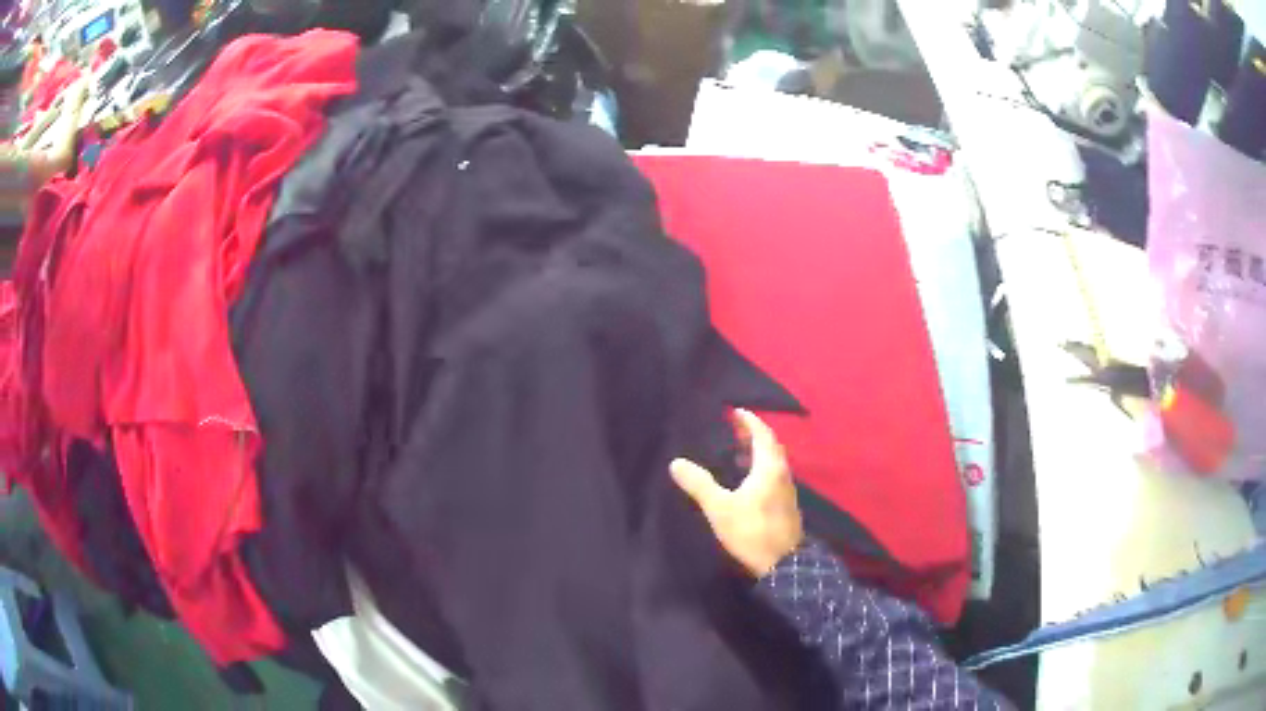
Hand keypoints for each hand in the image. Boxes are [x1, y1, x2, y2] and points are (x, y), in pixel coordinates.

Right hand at [670, 410, 803, 576]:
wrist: (783, 565)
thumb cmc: (752, 531)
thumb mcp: (720, 508)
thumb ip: (699, 484)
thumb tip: (676, 463)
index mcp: (769, 468)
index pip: (762, 434)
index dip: (749, 421)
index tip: (735, 411)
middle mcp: (782, 473)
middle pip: (770, 446)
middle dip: (754, 434)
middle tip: (734, 428)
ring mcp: (787, 490)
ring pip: (773, 462)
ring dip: (758, 452)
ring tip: (737, 451)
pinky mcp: (786, 504)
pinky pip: (774, 475)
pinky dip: (761, 467)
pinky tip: (747, 480)